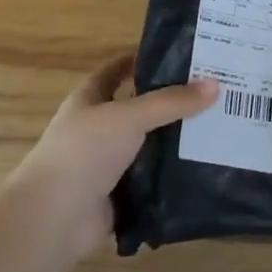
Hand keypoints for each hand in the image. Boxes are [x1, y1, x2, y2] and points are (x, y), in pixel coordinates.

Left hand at [2, 54, 217, 267]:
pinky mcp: (117, 195)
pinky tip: (203, 167)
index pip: (118, 69)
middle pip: (139, 108)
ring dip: (175, 140)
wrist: (54, 218)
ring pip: (148, 145)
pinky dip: (171, 176)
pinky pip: (151, 180)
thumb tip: (215, 85)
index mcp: (90, 99)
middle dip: (170, 101)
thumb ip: (172, 101)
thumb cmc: (84, 151)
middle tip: (212, 91)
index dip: (144, 59)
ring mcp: (106, 164)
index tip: (182, 53)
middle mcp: (97, 128)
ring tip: (218, 127)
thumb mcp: (130, 116)